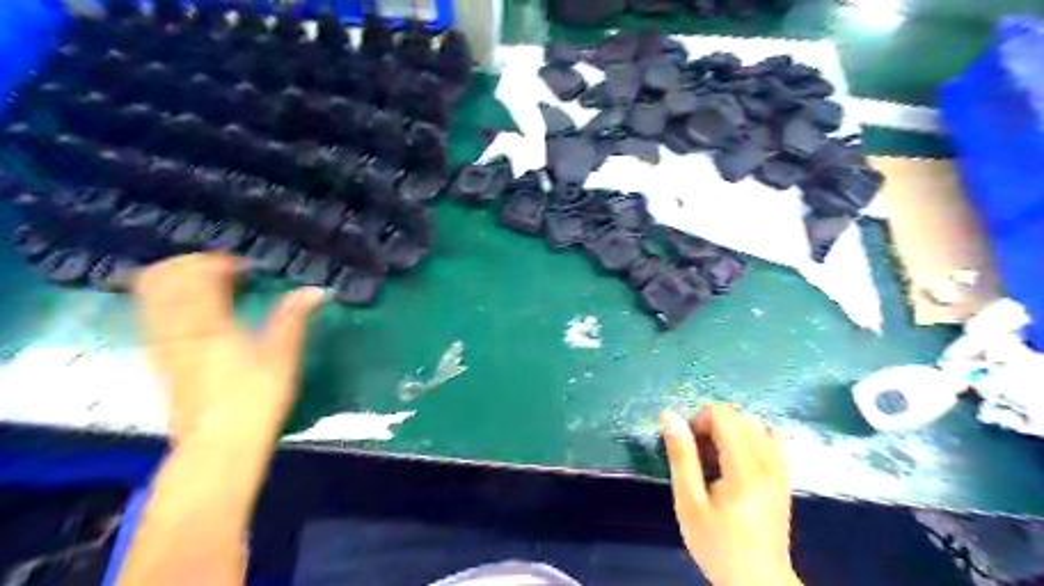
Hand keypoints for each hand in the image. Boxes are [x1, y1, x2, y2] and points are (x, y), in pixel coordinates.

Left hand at [133, 254, 323, 442]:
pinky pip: (152, 316)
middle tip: (222, 269)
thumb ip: (294, 317)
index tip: (246, 268)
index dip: (220, 262)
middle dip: (191, 264)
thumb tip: (317, 289)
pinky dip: (168, 301)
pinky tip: (196, 311)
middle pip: (163, 277)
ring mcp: (162, 343)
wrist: (219, 444)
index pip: (199, 274)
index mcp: (208, 322)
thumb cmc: (255, 398)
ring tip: (207, 286)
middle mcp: (177, 327)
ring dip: (176, 280)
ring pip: (150, 295)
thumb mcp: (282, 355)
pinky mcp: (160, 360)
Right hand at [660, 405, 801, 585]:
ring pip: (756, 424)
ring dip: (731, 430)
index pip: (724, 415)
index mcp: (744, 466)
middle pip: (740, 416)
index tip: (687, 444)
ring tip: (717, 457)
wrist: (757, 582)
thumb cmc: (717, 543)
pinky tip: (738, 459)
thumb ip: (681, 455)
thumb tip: (668, 415)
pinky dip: (752, 438)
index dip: (699, 419)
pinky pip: (772, 439)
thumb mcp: (689, 502)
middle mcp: (767, 460)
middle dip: (713, 423)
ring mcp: (780, 468)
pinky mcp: (784, 478)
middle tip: (698, 453)